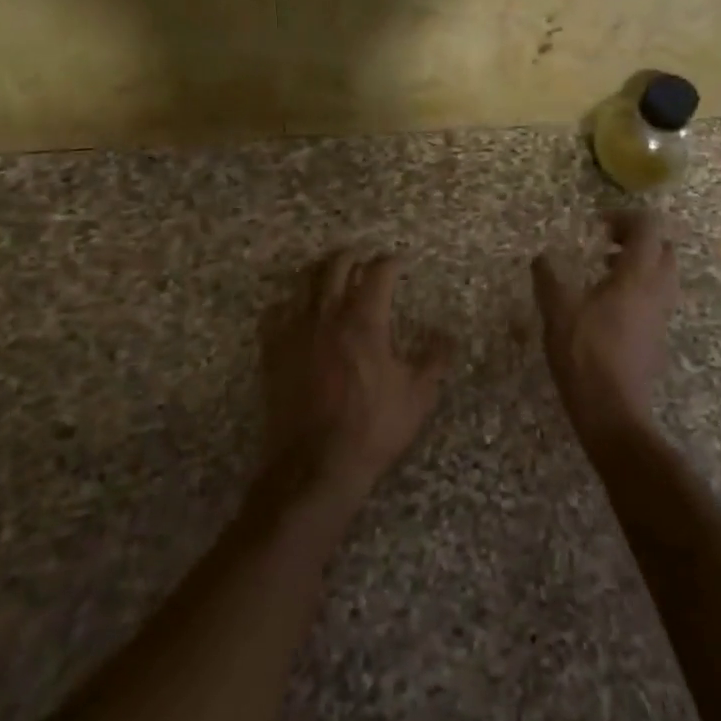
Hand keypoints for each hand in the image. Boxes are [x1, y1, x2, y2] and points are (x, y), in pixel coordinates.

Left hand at [261, 251, 449, 508]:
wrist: (315, 464)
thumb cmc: (373, 428)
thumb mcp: (417, 396)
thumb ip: (435, 360)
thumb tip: (448, 336)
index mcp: (365, 321)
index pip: (378, 273)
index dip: (391, 261)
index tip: (399, 260)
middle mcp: (328, 315)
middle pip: (336, 266)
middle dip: (353, 256)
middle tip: (364, 258)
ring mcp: (295, 331)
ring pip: (304, 282)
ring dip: (321, 272)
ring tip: (331, 274)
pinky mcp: (272, 351)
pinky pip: (275, 312)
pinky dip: (288, 303)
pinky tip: (295, 310)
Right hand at [532, 212, 678, 446]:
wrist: (612, 410)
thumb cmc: (584, 354)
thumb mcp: (557, 310)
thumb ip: (548, 277)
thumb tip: (541, 258)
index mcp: (637, 276)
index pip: (648, 227)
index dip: (625, 218)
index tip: (597, 226)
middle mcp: (657, 290)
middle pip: (664, 248)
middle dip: (638, 239)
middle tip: (606, 244)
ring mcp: (661, 315)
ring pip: (664, 274)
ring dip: (640, 264)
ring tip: (605, 271)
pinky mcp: (657, 336)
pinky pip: (657, 297)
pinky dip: (639, 287)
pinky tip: (607, 305)